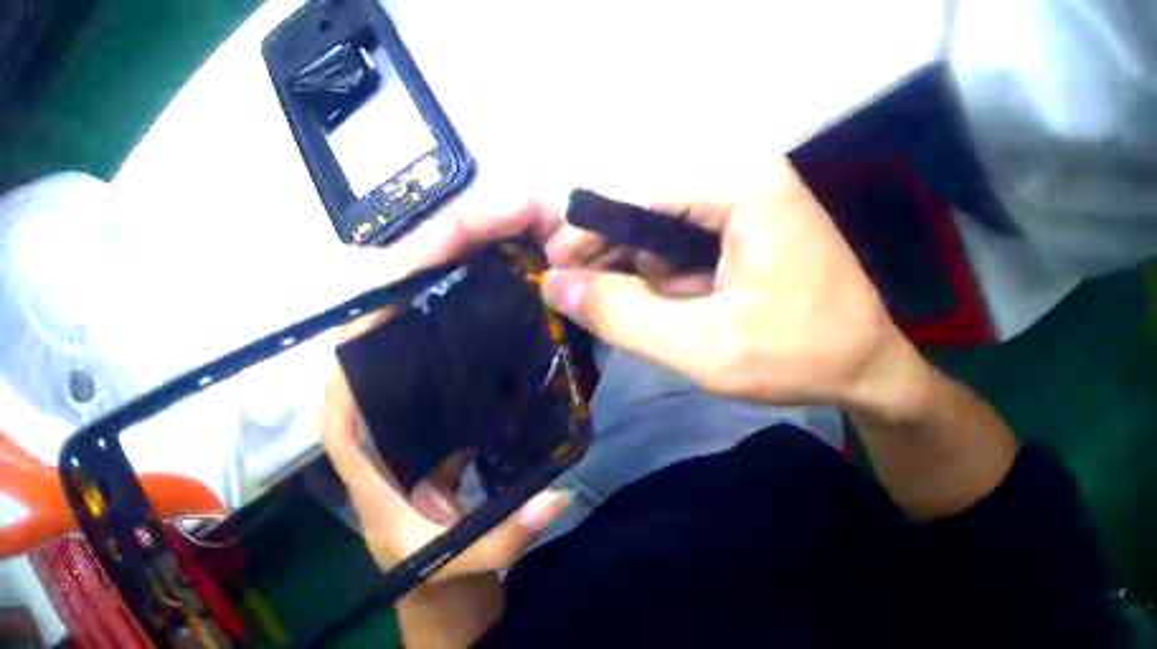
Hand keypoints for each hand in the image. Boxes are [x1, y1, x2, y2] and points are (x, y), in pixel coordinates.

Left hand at [317, 204, 570, 646]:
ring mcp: (400, 386)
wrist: (434, 579)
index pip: (359, 329)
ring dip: (470, 258)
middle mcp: (366, 390)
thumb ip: (498, 537)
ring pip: (423, 304)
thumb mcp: (451, 560)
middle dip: (450, 246)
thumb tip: (555, 499)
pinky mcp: (430, 394)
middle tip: (516, 212)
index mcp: (348, 420)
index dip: (399, 275)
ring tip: (525, 227)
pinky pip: (449, 328)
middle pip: (395, 297)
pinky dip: (482, 292)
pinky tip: (522, 273)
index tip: (456, 237)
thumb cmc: (423, 568)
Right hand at [541, 158, 924, 414]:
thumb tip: (552, 285)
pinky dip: (681, 274)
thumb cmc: (802, 355)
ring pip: (670, 224)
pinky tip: (690, 308)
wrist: (871, 366)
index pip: (634, 193)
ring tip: (664, 318)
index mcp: (740, 182)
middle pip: (651, 205)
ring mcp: (756, 191)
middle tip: (596, 308)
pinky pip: (697, 236)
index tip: (552, 279)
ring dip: (654, 273)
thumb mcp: (707, 347)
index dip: (585, 235)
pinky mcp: (759, 216)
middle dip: (622, 259)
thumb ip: (623, 315)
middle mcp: (746, 171)